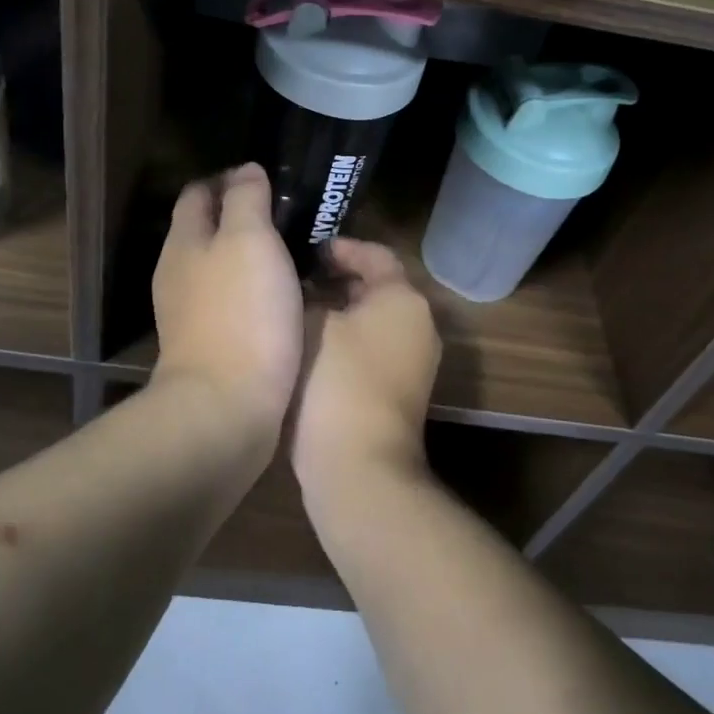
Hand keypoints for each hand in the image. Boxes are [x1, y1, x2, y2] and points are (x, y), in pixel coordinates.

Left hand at [150, 164, 303, 436]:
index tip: (267, 179)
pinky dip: (252, 290)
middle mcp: (178, 272)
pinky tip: (281, 296)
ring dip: (249, 255)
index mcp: (184, 241)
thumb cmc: (242, 313)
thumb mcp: (250, 240)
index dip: (228, 179)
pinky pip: (230, 301)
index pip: (198, 193)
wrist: (227, 407)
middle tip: (287, 215)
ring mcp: (189, 312)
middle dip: (240, 216)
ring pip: (219, 267)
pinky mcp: (208, 344)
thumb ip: (247, 199)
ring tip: (291, 252)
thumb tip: (246, 170)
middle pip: (206, 229)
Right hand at [290, 237, 441, 506]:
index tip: (307, 251)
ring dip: (339, 310)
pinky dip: (345, 339)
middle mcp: (418, 324)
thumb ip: (309, 295)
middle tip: (296, 277)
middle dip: (337, 278)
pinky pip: (371, 348)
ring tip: (295, 308)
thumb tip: (306, 290)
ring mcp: (413, 361)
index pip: (375, 254)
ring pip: (373, 319)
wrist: (358, 466)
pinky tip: (307, 346)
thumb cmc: (336, 379)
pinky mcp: (399, 391)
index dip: (341, 247)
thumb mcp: (312, 324)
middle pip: (377, 286)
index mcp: (403, 298)